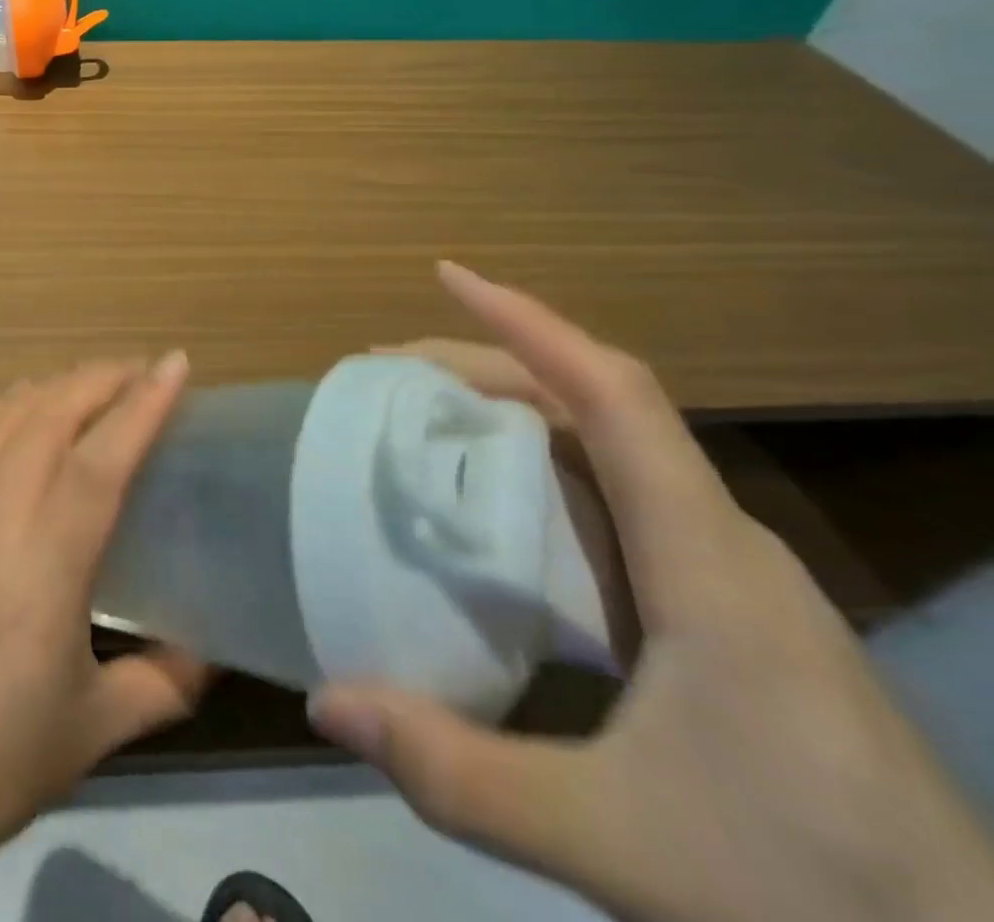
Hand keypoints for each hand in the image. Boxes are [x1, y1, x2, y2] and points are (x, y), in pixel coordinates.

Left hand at [0, 354, 205, 921]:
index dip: (142, 405)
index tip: (174, 365)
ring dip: (52, 385)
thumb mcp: (95, 732)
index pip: (101, 459)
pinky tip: (15, 407)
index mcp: (47, 565)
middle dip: (101, 378)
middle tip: (142, 372)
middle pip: (50, 416)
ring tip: (90, 382)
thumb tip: (213, 654)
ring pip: (3, 417)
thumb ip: (164, 683)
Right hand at [312, 263, 993, 921]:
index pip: (614, 395)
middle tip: (389, 374)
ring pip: (611, 450)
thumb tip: (326, 702)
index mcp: (704, 559)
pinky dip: (544, 471)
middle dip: (488, 366)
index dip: (528, 323)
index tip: (450, 276)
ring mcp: (730, 573)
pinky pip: (620, 500)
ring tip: (427, 424)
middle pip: (597, 406)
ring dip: (515, 414)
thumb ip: (460, 775)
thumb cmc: (809, 895)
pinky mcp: (727, 609)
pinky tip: (502, 515)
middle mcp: (719, 539)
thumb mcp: (615, 843)